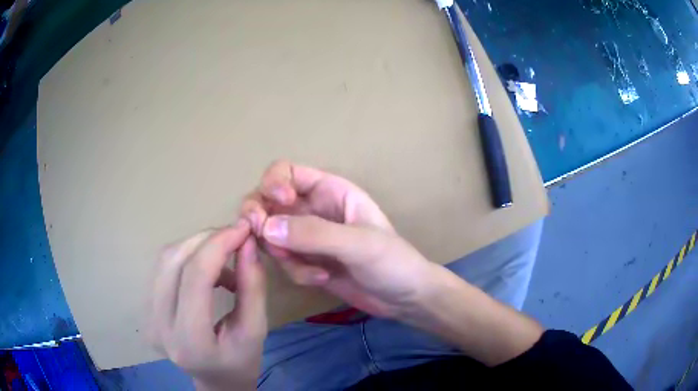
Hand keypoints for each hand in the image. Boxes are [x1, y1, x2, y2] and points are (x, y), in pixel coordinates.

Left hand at [149, 220, 265, 390]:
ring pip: (165, 259)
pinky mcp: (146, 309)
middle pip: (174, 261)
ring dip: (196, 246)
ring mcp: (148, 316)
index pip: (195, 278)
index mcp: (189, 340)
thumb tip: (247, 242)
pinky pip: (163, 268)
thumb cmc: (241, 362)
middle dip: (206, 239)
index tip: (243, 229)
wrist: (216, 381)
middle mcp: (159, 326)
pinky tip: (207, 269)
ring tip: (223, 257)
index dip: (218, 245)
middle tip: (235, 237)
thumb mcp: (256, 329)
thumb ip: (253, 286)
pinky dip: (187, 257)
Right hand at [241, 161, 439, 319]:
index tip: (276, 203)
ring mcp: (307, 237)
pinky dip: (295, 271)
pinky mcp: (306, 262)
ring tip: (311, 269)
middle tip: (260, 236)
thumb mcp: (359, 244)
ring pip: (270, 234)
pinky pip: (283, 260)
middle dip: (260, 217)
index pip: (287, 172)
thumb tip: (265, 228)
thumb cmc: (392, 262)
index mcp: (330, 190)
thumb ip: (314, 234)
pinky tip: (322, 280)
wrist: (405, 298)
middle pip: (268, 202)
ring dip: (281, 251)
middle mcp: (313, 210)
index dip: (273, 182)